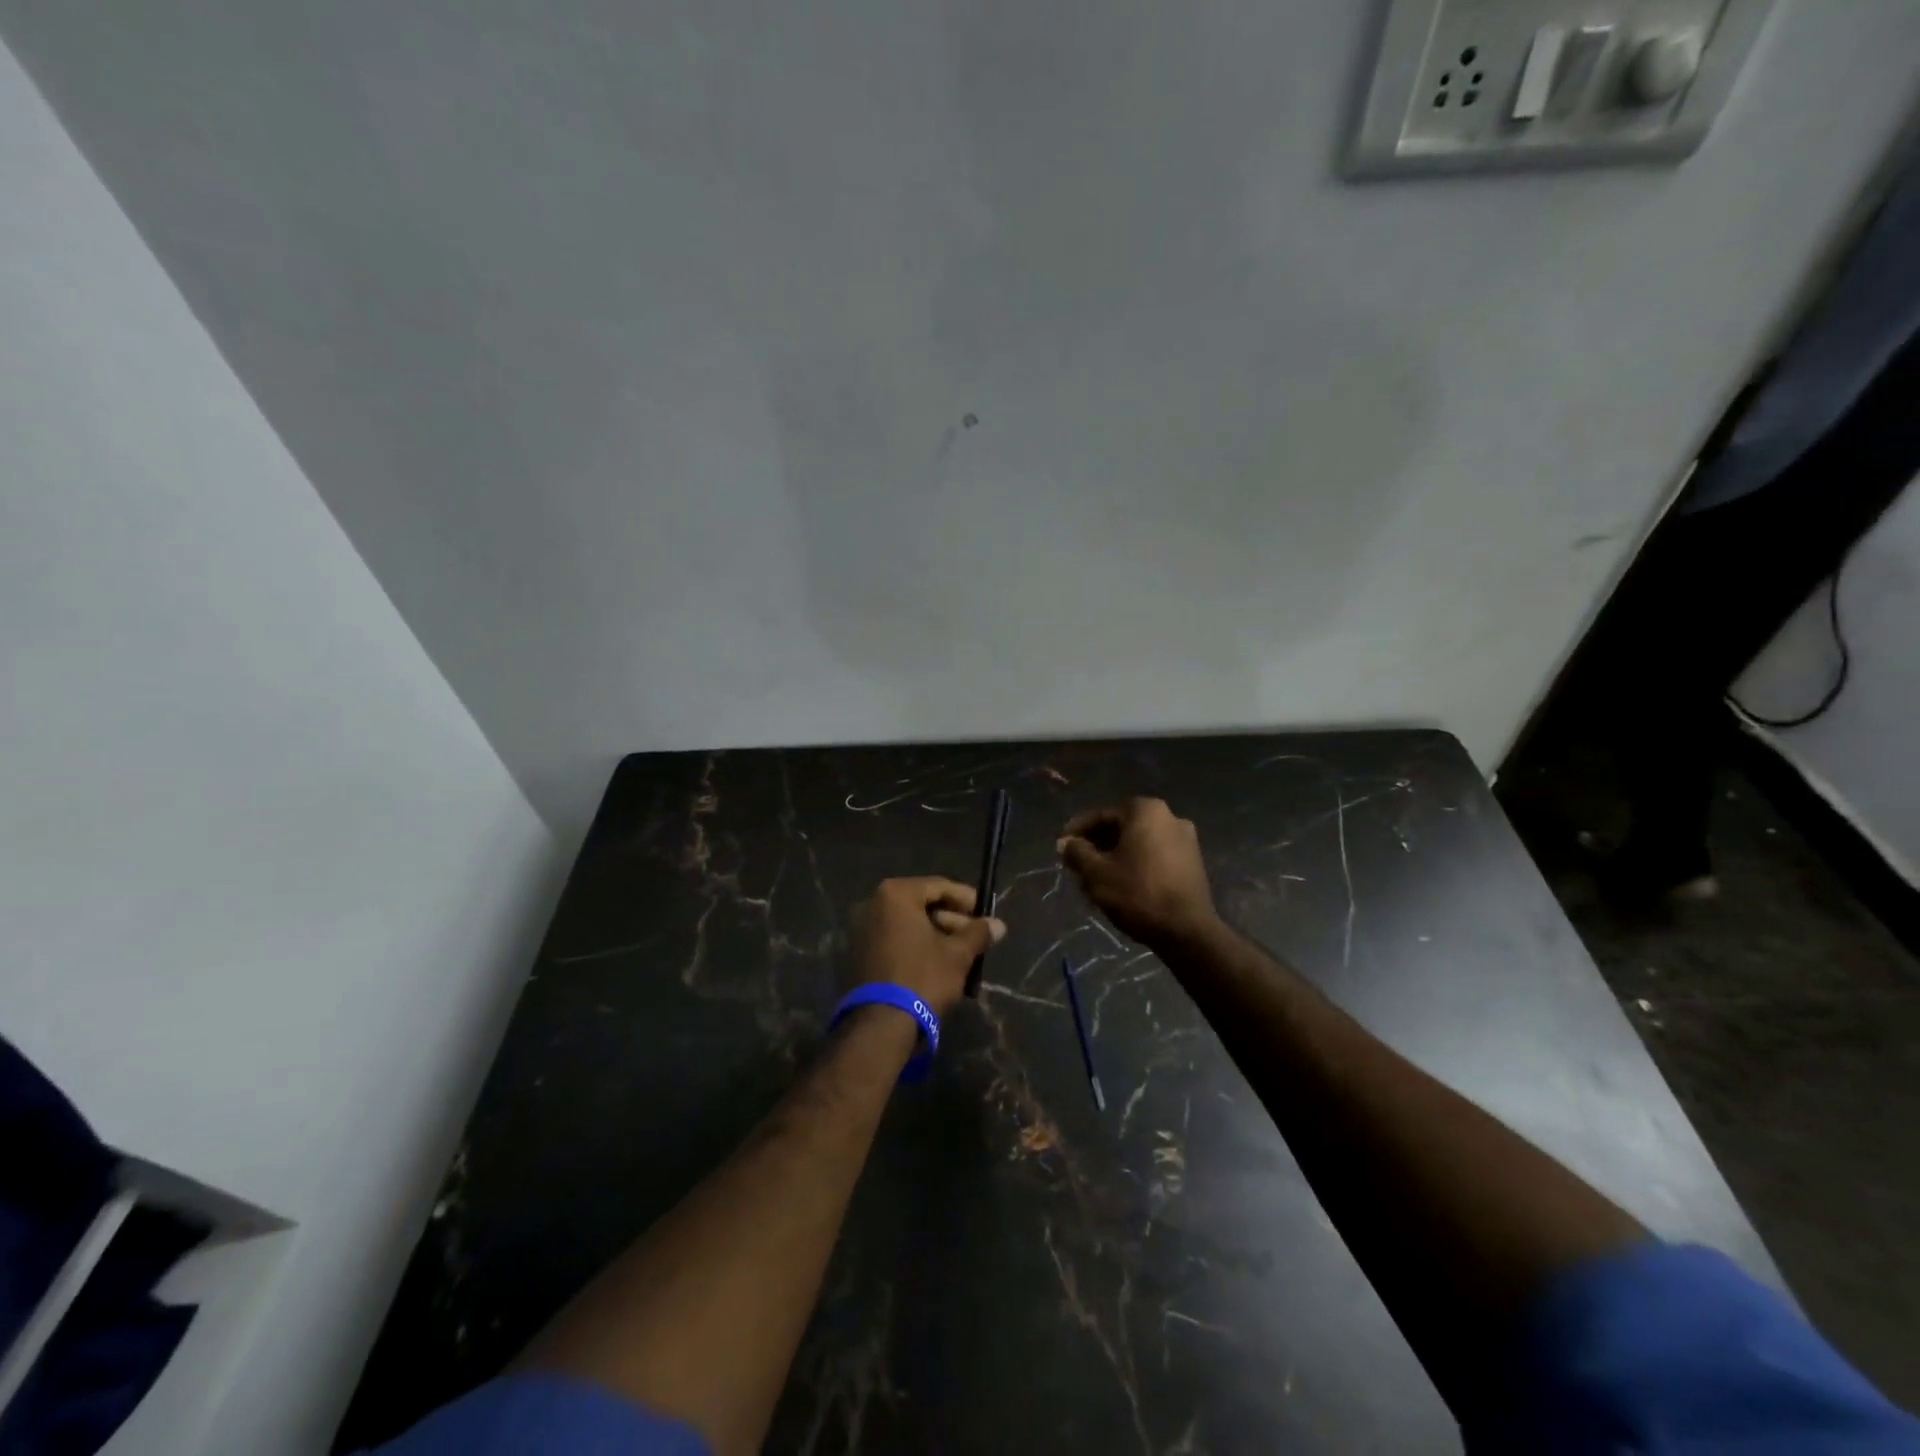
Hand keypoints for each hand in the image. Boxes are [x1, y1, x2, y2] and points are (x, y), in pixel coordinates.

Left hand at [849, 877, 1006, 1019]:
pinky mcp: (858, 953)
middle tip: (975, 937)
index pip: (938, 886)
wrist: (882, 1024)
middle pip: (922, 904)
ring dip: (936, 934)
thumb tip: (998, 925)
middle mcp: (872, 904)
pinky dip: (916, 945)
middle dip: (951, 920)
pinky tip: (938, 963)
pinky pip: (894, 938)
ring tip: (961, 954)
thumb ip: (978, 933)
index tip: (985, 913)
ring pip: (908, 924)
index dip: (965, 899)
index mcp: (895, 895)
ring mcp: (862, 929)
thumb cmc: (923, 978)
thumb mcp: (958, 955)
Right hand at [1057, 798, 1219, 948]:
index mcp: (1145, 811)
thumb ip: (1077, 852)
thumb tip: (1066, 843)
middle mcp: (1169, 816)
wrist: (1187, 931)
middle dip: (1097, 844)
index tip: (1061, 847)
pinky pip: (1155, 854)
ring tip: (1095, 876)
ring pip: (1138, 842)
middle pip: (1122, 827)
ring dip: (1115, 854)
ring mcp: (1185, 839)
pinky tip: (1121, 882)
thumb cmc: (1137, 894)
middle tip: (1076, 862)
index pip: (1101, 816)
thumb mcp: (1096, 873)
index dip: (1076, 832)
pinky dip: (1136, 862)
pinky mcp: (1193, 862)